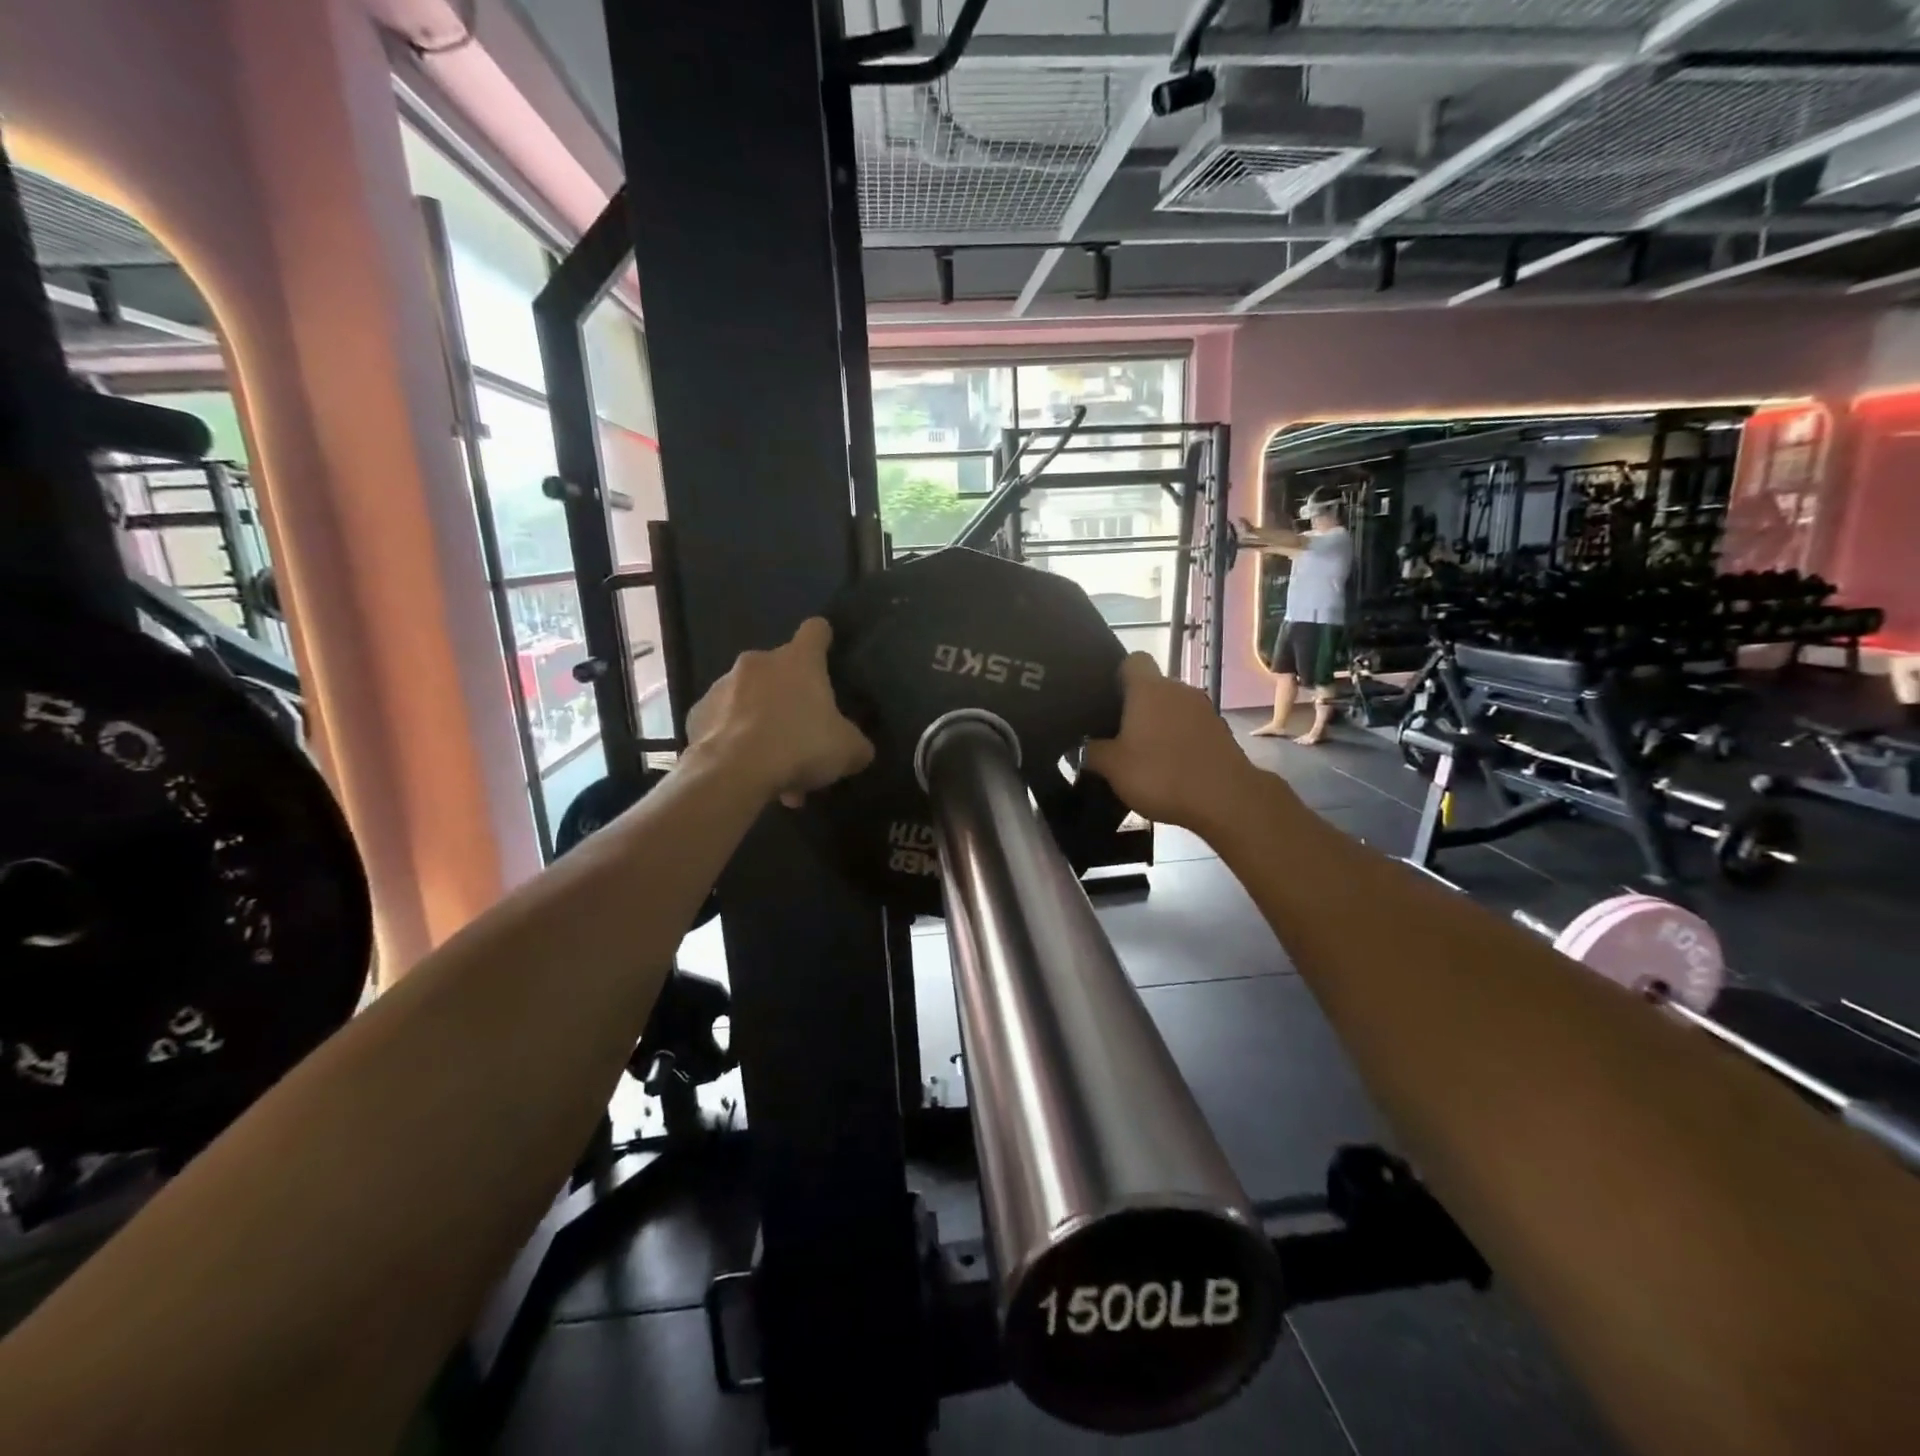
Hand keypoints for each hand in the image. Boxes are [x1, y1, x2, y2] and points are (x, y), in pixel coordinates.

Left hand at [686, 618, 874, 807]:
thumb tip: (859, 750)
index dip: (823, 640)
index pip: (815, 631)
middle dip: (790, 701)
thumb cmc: (799, 747)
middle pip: (780, 671)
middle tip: (801, 739)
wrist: (733, 773)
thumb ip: (857, 744)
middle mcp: (758, 663)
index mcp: (798, 661)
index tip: (827, 653)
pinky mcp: (697, 714)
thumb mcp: (847, 751)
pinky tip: (744, 771)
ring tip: (772, 768)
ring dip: (762, 726)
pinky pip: (724, 724)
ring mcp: (722, 686)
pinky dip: (735, 742)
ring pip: (750, 702)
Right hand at [1084, 655, 1259, 831]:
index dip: (1118, 674)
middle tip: (1116, 735)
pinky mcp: (1221, 733)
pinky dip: (1180, 741)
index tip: (1107, 698)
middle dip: (1136, 707)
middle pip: (1153, 688)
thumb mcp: (1113, 768)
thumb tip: (1080, 748)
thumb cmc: (1161, 774)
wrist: (1225, 799)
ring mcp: (1204, 710)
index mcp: (1149, 689)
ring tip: (1143, 756)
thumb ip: (1092, 753)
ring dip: (1159, 726)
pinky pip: (1191, 728)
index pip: (1133, 660)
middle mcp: (1178, 690)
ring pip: (1173, 709)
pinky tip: (1170, 768)